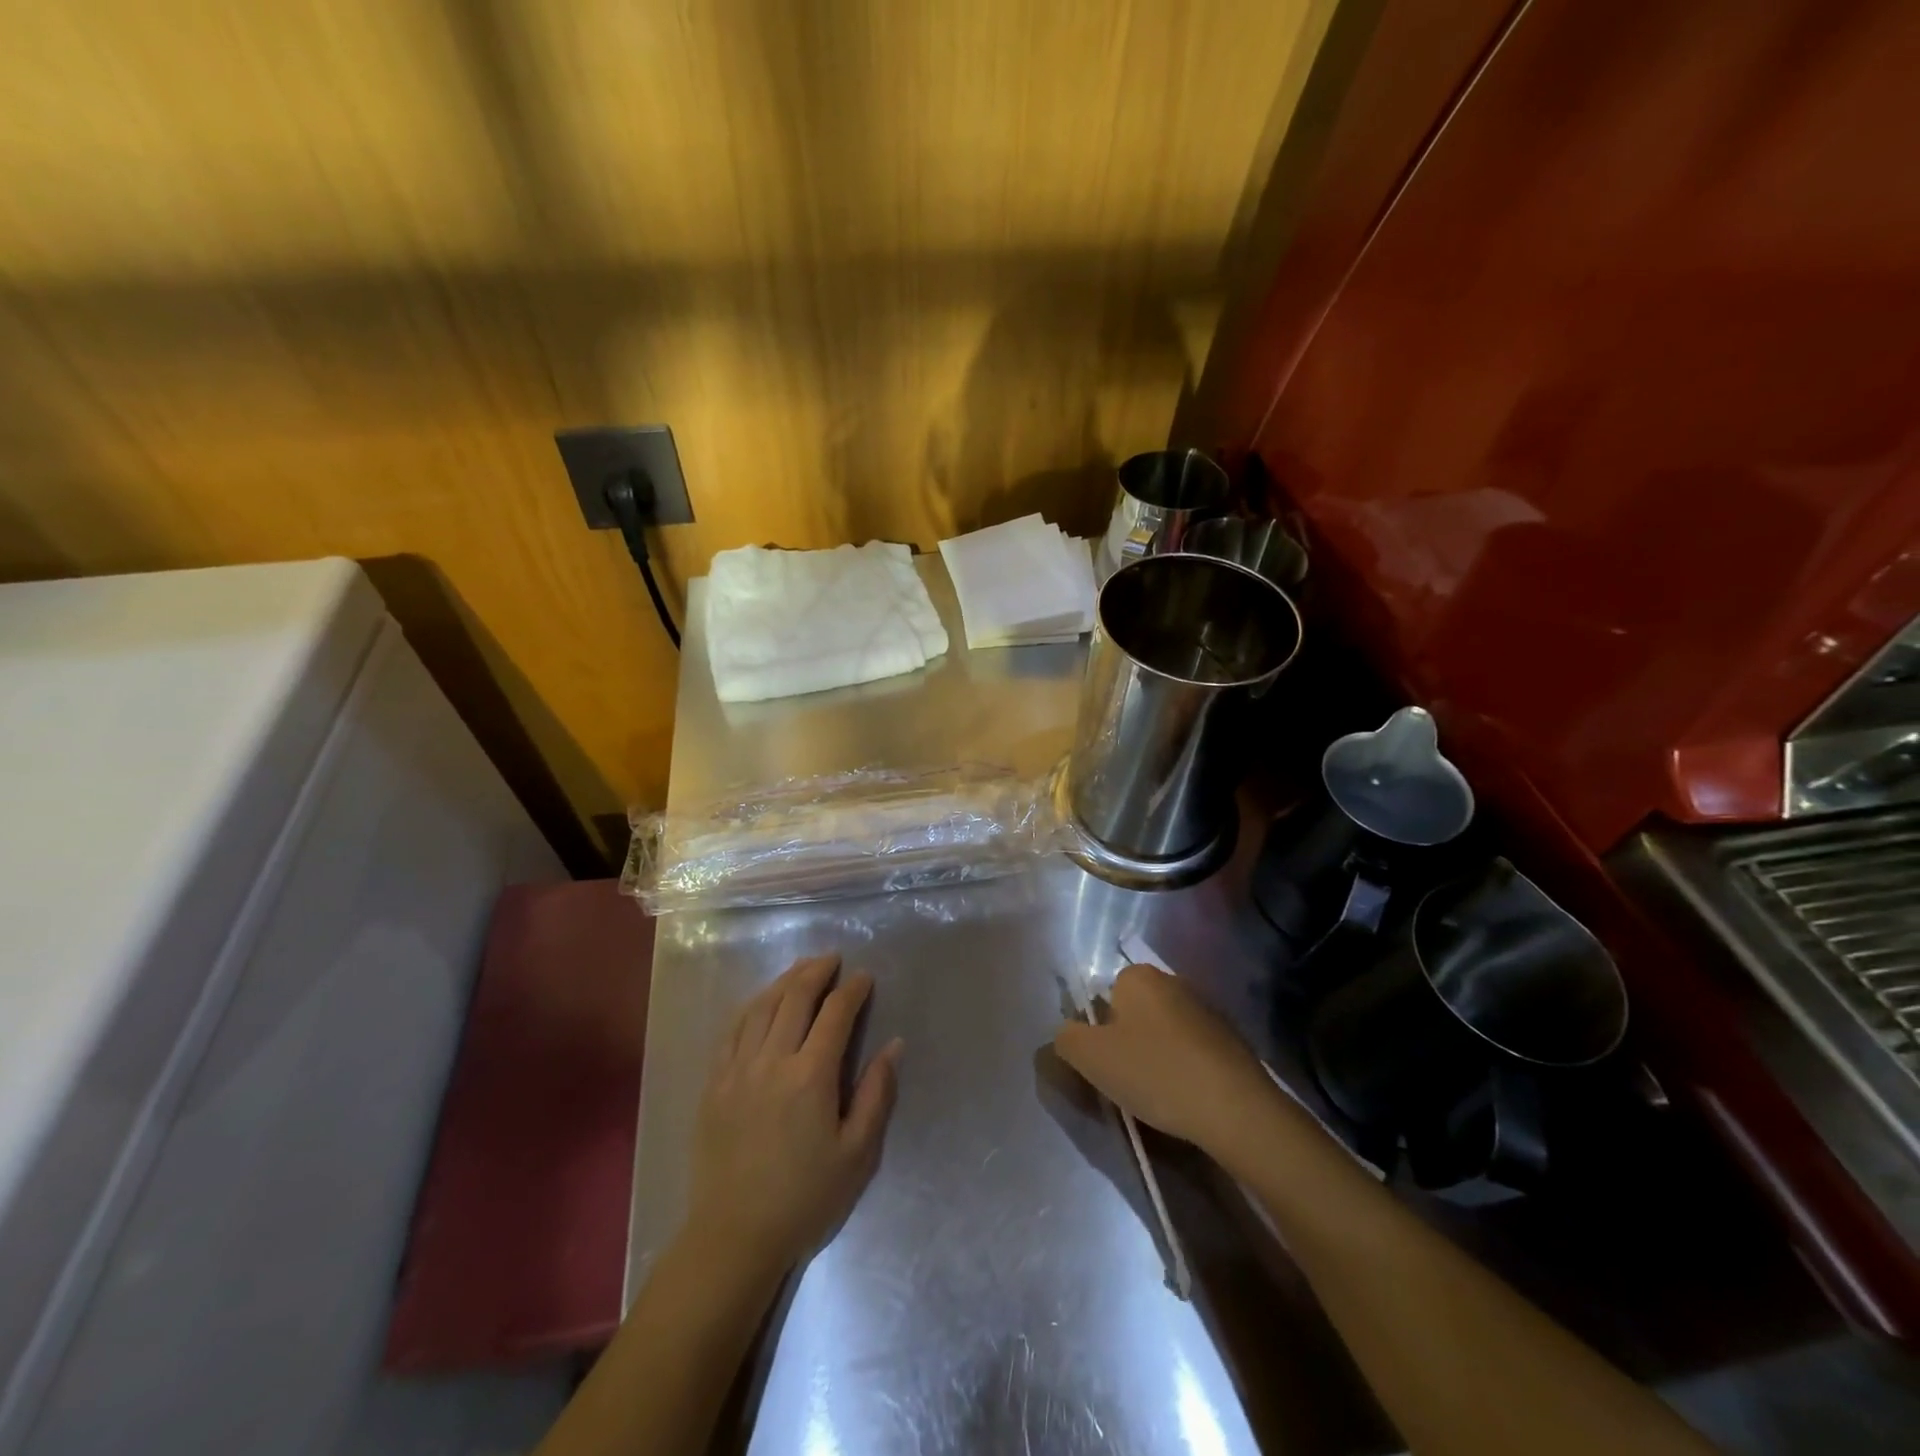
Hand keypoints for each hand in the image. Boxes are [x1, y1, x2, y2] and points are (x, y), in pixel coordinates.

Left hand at [686, 954, 902, 1278]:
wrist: (734, 1237)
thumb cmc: (805, 1198)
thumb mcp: (857, 1154)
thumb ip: (876, 1094)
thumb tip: (894, 1045)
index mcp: (810, 1076)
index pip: (835, 1014)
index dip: (853, 990)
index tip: (865, 977)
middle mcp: (771, 1061)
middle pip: (795, 998)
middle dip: (817, 972)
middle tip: (833, 958)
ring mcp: (737, 1069)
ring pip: (761, 1007)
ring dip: (785, 981)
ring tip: (802, 969)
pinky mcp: (714, 1083)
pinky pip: (733, 1029)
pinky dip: (752, 1006)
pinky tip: (762, 1001)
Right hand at [1053, 964, 1271, 1153]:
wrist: (1236, 1109)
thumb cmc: (1155, 1073)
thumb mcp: (1090, 1058)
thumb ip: (1065, 1038)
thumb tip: (1066, 1034)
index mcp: (1138, 976)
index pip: (1105, 994)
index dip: (1099, 1030)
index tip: (1105, 1063)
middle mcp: (1173, 981)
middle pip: (1135, 1012)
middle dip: (1128, 1042)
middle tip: (1127, 1081)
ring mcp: (1207, 1009)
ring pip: (1165, 1032)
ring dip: (1158, 1056)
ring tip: (1158, 1096)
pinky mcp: (1232, 1039)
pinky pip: (1193, 1050)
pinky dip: (1186, 1069)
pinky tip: (1187, 1098)